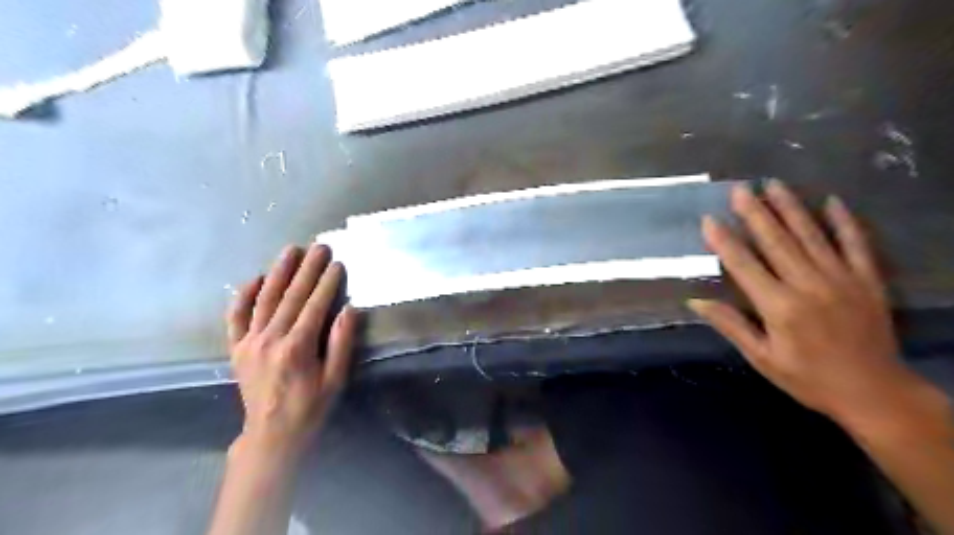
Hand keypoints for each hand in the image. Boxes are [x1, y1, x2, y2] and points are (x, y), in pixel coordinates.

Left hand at [225, 245, 356, 456]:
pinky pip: (236, 317)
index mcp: (297, 348)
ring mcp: (250, 342)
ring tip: (291, 250)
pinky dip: (243, 296)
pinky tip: (254, 278)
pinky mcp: (237, 348)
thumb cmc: (311, 407)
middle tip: (319, 246)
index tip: (337, 262)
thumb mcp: (335, 379)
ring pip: (264, 299)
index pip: (314, 305)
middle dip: (307, 269)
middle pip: (291, 296)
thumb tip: (349, 309)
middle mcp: (270, 339)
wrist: (271, 435)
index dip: (327, 282)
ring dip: (279, 272)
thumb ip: (341, 343)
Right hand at [690, 182, 911, 424]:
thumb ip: (731, 325)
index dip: (724, 240)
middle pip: (776, 241)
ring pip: (811, 236)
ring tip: (774, 185)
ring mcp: (841, 279)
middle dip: (755, 213)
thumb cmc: (808, 378)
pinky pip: (856, 245)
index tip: (709, 219)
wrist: (874, 393)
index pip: (744, 265)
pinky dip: (844, 222)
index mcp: (779, 306)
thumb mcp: (762, 358)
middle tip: (740, 188)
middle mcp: (808, 285)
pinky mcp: (867, 281)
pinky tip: (832, 202)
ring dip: (790, 208)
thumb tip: (696, 302)